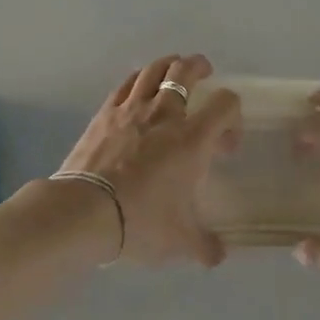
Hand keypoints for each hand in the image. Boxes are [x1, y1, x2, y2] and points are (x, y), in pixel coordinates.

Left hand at [54, 54, 241, 267]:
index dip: (234, 112)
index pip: (225, 104)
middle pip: (185, 72)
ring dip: (168, 64)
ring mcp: (131, 109)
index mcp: (192, 139)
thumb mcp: (180, 241)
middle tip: (204, 70)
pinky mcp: (104, 113)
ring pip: (153, 70)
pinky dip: (138, 79)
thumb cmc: (142, 221)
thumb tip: (219, 255)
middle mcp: (165, 115)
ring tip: (173, 67)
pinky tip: (138, 85)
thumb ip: (205, 246)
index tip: (227, 139)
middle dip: (199, 67)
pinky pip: (125, 84)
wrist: (85, 211)